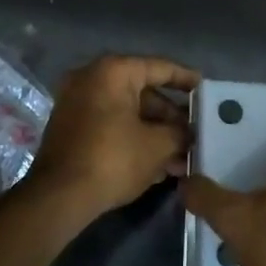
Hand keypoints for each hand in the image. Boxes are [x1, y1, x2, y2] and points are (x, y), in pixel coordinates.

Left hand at [29, 55, 201, 218]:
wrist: (59, 197)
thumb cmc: (113, 159)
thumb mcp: (157, 145)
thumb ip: (180, 133)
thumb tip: (189, 134)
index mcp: (113, 72)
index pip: (160, 68)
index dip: (187, 80)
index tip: (206, 90)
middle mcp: (91, 80)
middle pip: (144, 93)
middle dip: (171, 117)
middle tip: (196, 133)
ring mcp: (78, 104)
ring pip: (128, 113)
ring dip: (156, 133)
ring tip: (183, 157)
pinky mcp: (72, 129)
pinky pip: (112, 126)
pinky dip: (134, 139)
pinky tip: (159, 164)